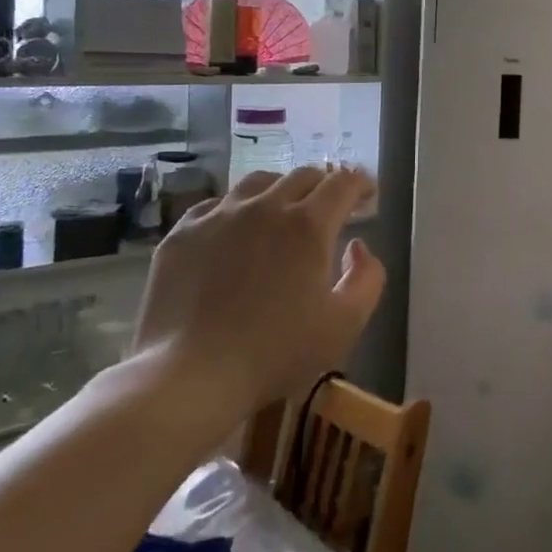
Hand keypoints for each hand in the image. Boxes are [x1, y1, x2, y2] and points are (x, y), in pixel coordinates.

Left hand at [127, 167, 384, 440]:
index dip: (361, 183)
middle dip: (323, 186)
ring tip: (282, 211)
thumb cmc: (276, 352)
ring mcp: (219, 215)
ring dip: (280, 191)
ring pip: (258, 183)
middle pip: (302, 176)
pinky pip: (217, 205)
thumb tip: (357, 246)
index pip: (343, 183)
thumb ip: (367, 277)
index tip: (367, 195)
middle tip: (329, 208)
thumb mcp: (345, 323)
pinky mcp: (183, 233)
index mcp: (308, 224)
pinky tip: (235, 232)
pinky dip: (237, 210)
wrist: (190, 375)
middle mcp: (265, 206)